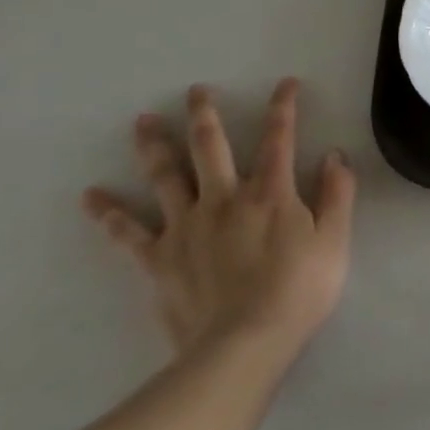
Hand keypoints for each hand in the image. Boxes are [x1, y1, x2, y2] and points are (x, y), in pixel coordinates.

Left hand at [83, 79, 355, 359]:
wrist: (243, 346)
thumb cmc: (298, 291)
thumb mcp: (335, 240)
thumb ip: (337, 194)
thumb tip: (334, 155)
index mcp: (270, 193)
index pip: (279, 138)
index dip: (284, 107)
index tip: (286, 83)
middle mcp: (225, 199)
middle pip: (211, 147)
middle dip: (205, 115)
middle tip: (196, 91)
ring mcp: (186, 227)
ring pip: (166, 177)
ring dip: (155, 146)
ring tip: (143, 121)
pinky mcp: (160, 259)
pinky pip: (128, 233)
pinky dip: (109, 213)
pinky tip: (91, 196)